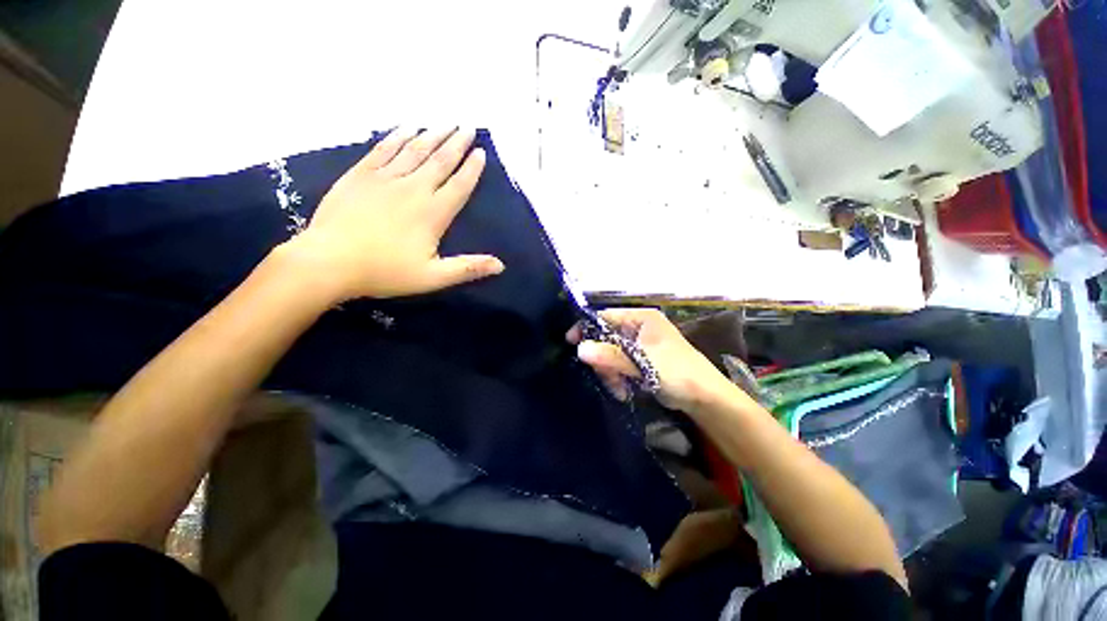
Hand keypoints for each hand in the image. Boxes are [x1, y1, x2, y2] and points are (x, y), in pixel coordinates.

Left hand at [283, 127, 503, 302]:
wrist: (329, 261)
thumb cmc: (385, 272)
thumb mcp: (433, 277)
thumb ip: (468, 268)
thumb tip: (501, 265)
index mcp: (433, 213)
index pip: (459, 185)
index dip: (472, 169)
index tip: (481, 153)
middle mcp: (413, 189)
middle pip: (440, 161)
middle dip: (456, 143)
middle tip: (468, 126)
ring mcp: (385, 178)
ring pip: (414, 150)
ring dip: (433, 135)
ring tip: (445, 122)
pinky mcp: (361, 175)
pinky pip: (383, 149)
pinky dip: (397, 136)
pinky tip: (406, 127)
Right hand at [567, 308, 735, 412]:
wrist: (704, 397)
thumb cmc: (677, 372)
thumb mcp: (643, 363)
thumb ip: (612, 355)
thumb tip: (580, 348)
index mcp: (641, 318)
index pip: (606, 316)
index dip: (587, 328)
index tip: (571, 342)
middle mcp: (637, 328)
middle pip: (605, 337)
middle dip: (603, 359)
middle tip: (606, 376)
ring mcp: (637, 345)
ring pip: (609, 354)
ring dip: (610, 372)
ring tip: (619, 388)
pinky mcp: (638, 361)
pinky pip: (617, 365)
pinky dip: (617, 377)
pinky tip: (623, 390)